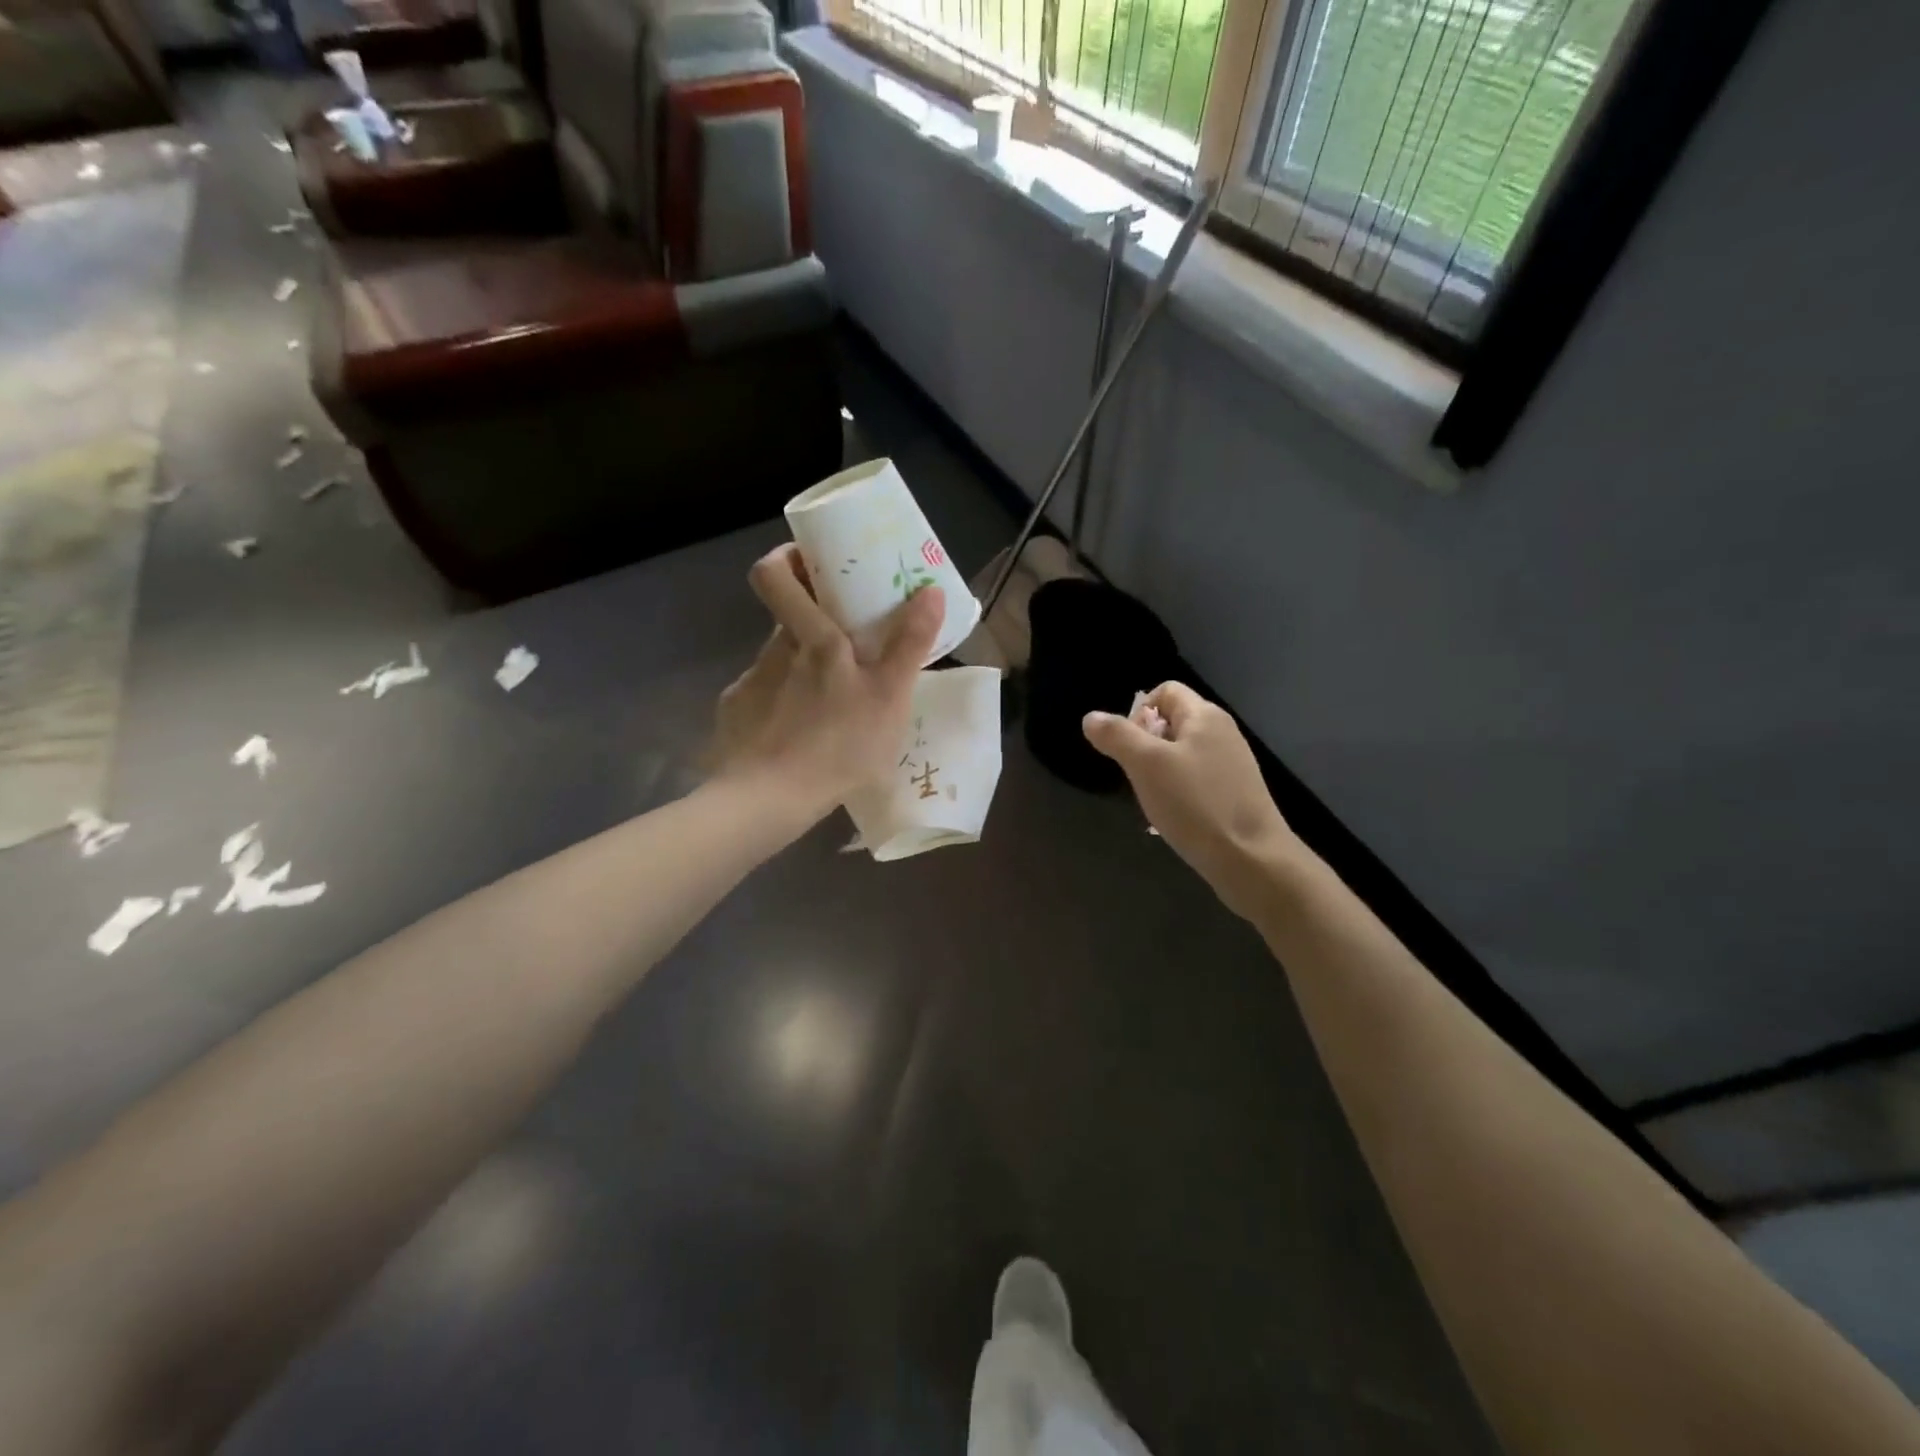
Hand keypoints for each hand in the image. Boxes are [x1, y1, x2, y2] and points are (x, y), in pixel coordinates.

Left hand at [712, 544, 942, 822]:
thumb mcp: (889, 698)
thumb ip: (910, 644)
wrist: (767, 802)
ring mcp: (748, 685)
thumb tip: (931, 591)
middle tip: (846, 647)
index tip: (809, 562)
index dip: (785, 559)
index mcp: (810, 640)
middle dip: (813, 624)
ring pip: (777, 663)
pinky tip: (797, 737)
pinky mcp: (734, 718)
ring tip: (828, 707)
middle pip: (785, 621)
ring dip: (801, 672)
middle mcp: (772, 653)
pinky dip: (780, 707)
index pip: (773, 575)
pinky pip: (761, 699)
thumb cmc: (837, 745)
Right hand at [1083, 683, 1301, 919]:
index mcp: (1204, 716)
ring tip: (1155, 800)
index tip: (1129, 747)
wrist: (1251, 859)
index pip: (1165, 691)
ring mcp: (1232, 764)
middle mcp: (1222, 732)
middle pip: (1172, 722)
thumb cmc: (1195, 804)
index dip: (1138, 712)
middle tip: (1138, 777)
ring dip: (1159, 772)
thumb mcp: (1146, 765)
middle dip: (1145, 746)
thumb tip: (1091, 717)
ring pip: (1181, 754)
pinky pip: (1196, 780)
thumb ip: (1117, 736)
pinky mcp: (1235, 793)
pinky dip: (1179, 792)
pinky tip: (1175, 817)